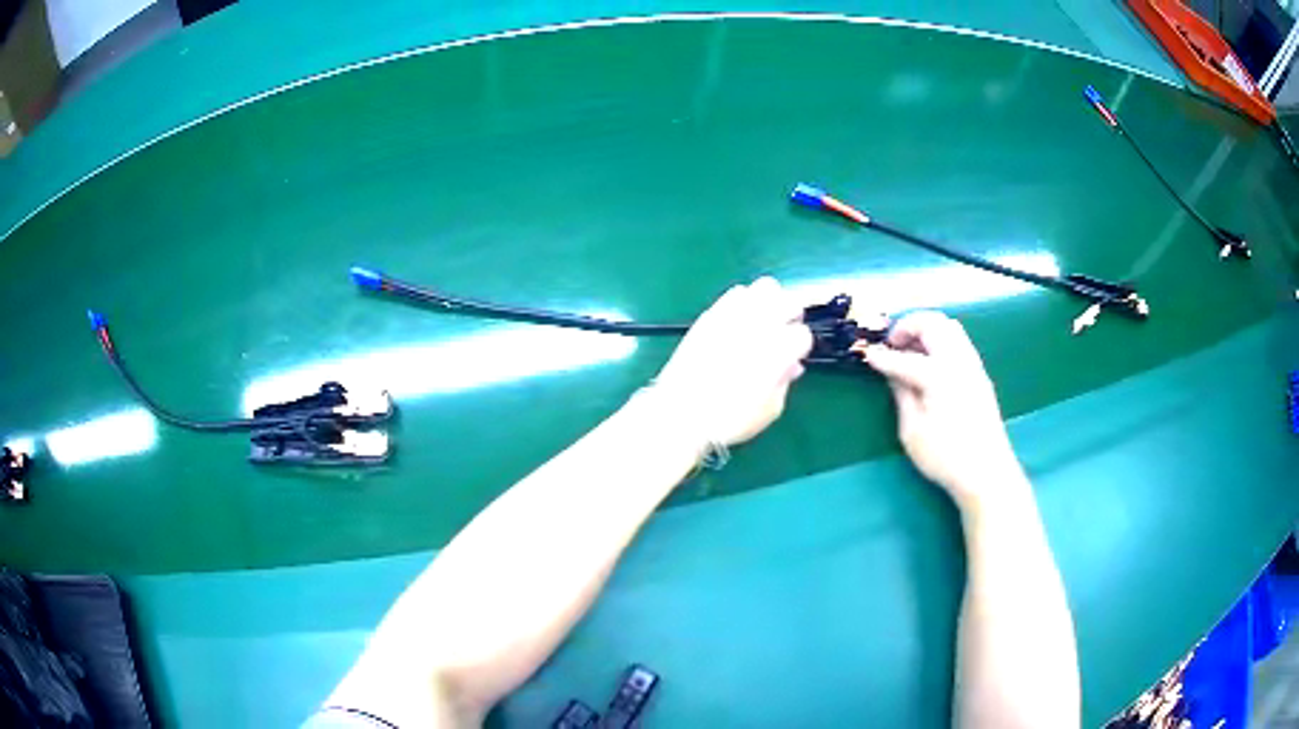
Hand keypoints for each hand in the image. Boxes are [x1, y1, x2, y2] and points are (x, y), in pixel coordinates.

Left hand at [650, 277, 812, 446]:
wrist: (681, 412)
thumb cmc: (730, 418)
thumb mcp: (769, 409)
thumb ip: (785, 382)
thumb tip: (791, 366)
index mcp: (779, 350)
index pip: (803, 334)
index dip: (800, 347)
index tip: (793, 357)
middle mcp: (761, 325)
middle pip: (790, 301)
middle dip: (792, 315)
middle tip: (785, 332)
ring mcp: (735, 315)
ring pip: (765, 287)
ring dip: (770, 302)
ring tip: (763, 320)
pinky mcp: (712, 313)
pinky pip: (735, 293)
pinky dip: (744, 302)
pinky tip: (739, 321)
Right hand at [861, 311, 1024, 510]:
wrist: (987, 472)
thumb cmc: (945, 457)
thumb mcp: (912, 431)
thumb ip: (902, 395)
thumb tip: (892, 373)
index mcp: (939, 375)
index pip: (905, 357)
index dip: (882, 356)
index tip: (866, 355)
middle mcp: (958, 361)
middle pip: (932, 324)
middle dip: (908, 326)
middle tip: (891, 343)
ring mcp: (972, 365)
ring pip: (949, 327)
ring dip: (926, 329)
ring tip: (909, 349)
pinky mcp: (980, 374)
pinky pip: (959, 341)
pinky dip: (940, 339)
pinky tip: (929, 361)